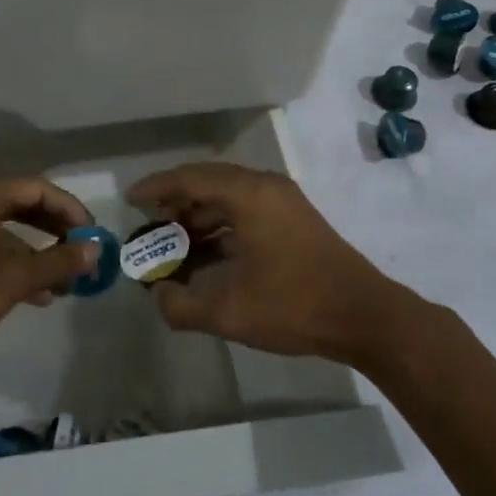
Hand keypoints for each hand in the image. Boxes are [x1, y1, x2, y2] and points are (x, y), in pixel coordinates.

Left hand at [0, 178, 96, 373]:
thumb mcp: (10, 279)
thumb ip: (56, 262)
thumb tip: (96, 249)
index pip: (37, 189)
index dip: (69, 209)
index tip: (92, 235)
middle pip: (22, 206)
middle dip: (55, 230)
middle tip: (81, 253)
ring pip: (6, 231)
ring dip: (37, 253)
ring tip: (64, 282)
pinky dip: (13, 265)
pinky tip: (35, 295)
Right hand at [127, 163, 405, 364]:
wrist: (365, 317)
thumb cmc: (295, 305)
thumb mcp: (230, 313)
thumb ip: (182, 306)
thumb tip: (159, 295)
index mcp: (249, 195)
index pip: (191, 178)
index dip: (156, 187)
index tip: (130, 201)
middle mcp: (265, 187)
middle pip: (208, 183)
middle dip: (175, 204)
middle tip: (148, 226)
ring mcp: (283, 202)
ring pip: (228, 199)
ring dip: (198, 218)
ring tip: (172, 246)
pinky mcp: (293, 220)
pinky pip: (245, 212)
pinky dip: (220, 228)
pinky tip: (205, 256)